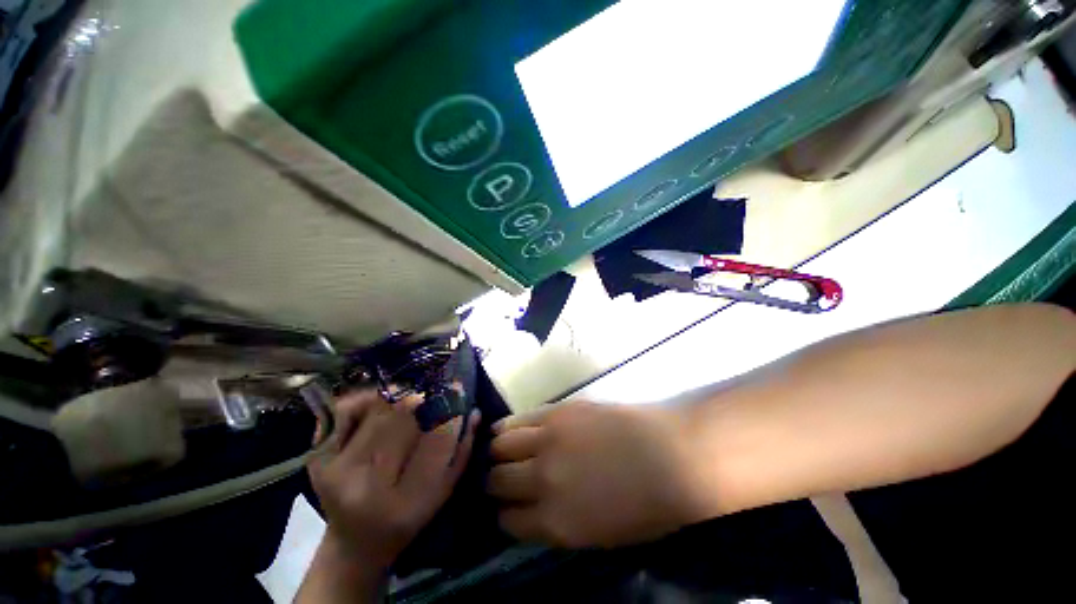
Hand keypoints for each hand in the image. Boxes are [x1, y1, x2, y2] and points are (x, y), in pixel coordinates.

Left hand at [309, 389, 478, 569]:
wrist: (355, 542)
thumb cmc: (407, 518)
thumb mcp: (442, 493)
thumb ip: (461, 452)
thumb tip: (474, 412)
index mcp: (402, 503)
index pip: (434, 442)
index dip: (449, 412)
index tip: (458, 390)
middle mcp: (363, 487)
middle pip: (400, 421)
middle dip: (421, 401)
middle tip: (430, 396)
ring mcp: (334, 470)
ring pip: (375, 411)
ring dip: (397, 398)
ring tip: (408, 400)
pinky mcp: (318, 459)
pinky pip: (344, 412)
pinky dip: (364, 399)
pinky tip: (380, 402)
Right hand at [487, 402, 716, 548]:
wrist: (670, 455)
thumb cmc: (646, 504)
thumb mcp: (600, 536)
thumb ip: (559, 525)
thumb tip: (532, 511)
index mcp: (555, 522)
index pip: (507, 520)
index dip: (503, 515)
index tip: (505, 508)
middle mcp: (543, 479)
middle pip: (497, 481)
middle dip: (493, 483)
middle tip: (499, 478)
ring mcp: (548, 439)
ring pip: (500, 446)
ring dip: (495, 453)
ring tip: (499, 452)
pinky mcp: (556, 411)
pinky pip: (517, 420)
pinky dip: (505, 427)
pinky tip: (503, 430)